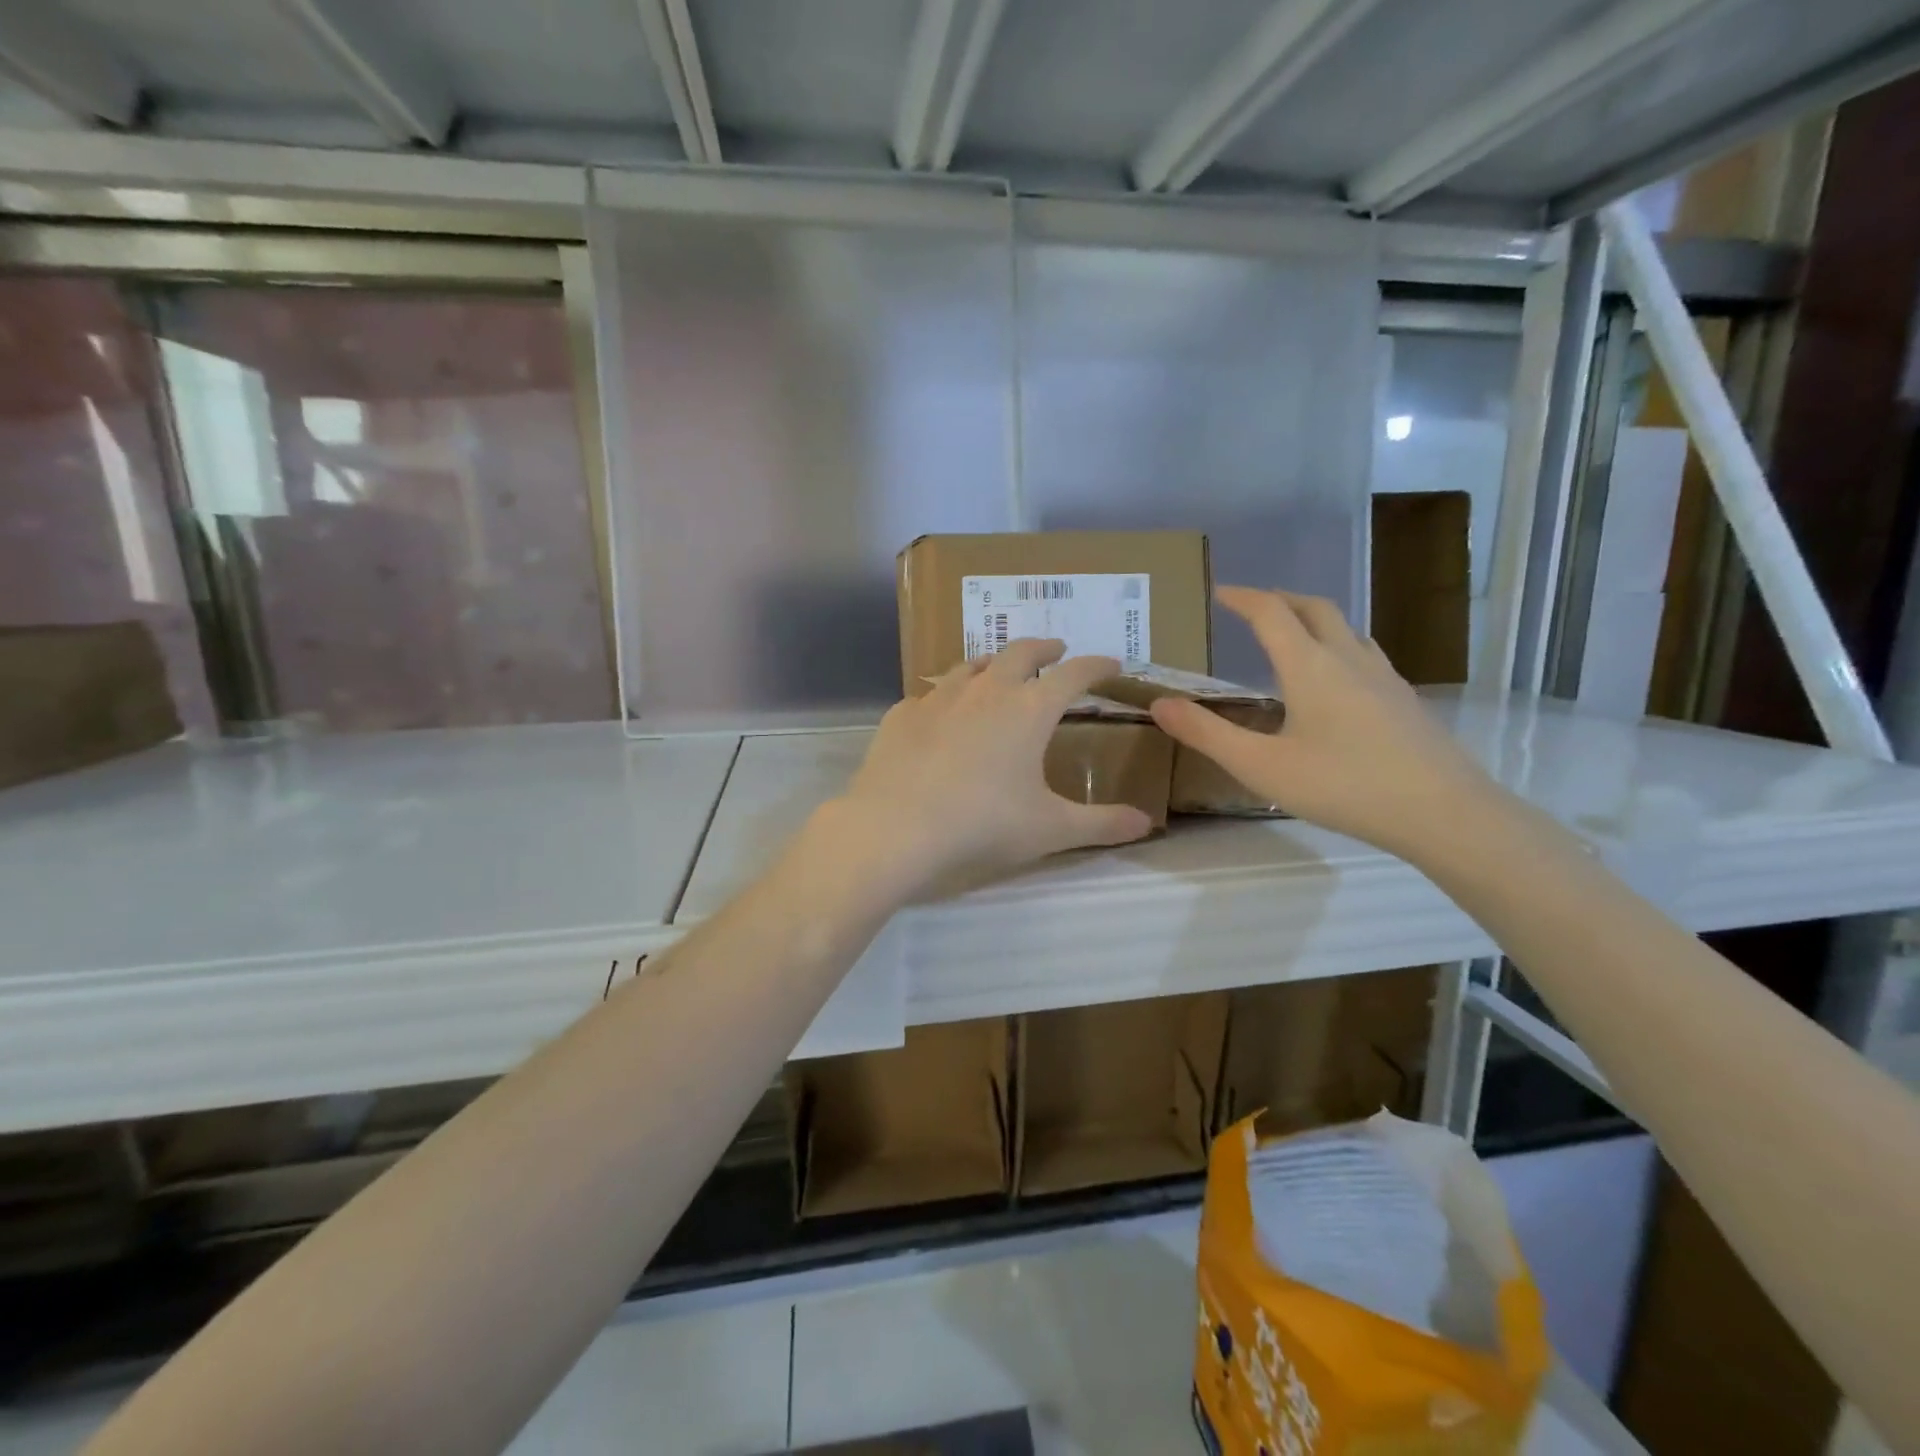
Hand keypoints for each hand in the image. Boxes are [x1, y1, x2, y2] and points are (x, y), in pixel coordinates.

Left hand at [829, 639, 1153, 895]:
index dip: (1096, 665)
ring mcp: (939, 697)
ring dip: (994, 662)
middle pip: (1020, 652)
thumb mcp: (1050, 829)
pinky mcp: (902, 714)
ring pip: (972, 665)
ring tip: (1000, 668)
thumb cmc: (982, 824)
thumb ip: (1101, 824)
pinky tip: (942, 711)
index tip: (1111, 663)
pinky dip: (947, 696)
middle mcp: (986, 691)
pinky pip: (930, 694)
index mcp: (1029, 710)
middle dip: (1044, 647)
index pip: (1073, 675)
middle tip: (1056, 648)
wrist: (896, 827)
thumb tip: (1147, 824)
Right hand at [1150, 587, 1498, 859]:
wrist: (1442, 812)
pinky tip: (1337, 679)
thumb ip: (1207, 734)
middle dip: (1280, 598)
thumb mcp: (1261, 766)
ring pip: (1346, 628)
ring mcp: (1384, 677)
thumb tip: (1159, 703)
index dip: (1242, 597)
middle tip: (1253, 605)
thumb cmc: (1343, 785)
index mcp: (1310, 666)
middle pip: (1315, 608)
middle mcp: (1348, 659)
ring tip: (1292, 634)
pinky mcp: (1404, 700)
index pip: (1271, 612)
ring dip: (1313, 618)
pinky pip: (1364, 653)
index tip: (1220, 592)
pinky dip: (1338, 645)